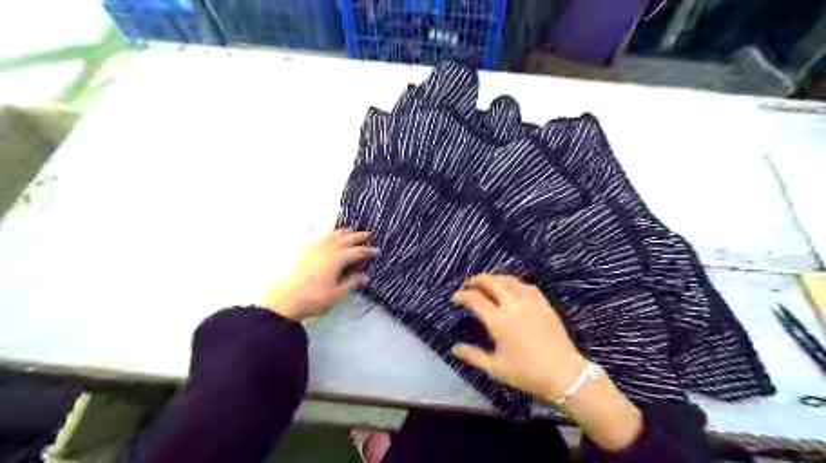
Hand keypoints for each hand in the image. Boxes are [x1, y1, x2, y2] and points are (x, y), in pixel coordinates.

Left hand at [260, 229, 379, 319]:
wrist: (287, 300)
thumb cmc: (314, 298)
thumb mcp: (337, 293)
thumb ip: (351, 282)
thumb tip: (365, 276)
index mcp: (337, 259)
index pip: (357, 251)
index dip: (368, 251)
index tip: (377, 251)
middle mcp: (327, 249)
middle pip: (346, 239)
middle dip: (358, 236)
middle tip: (368, 234)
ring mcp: (314, 248)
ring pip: (332, 236)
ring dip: (344, 233)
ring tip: (351, 231)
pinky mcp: (305, 251)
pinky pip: (320, 238)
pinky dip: (329, 235)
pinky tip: (329, 237)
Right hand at [451, 275, 586, 401]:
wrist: (563, 374)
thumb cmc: (526, 373)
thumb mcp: (495, 367)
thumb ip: (473, 355)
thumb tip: (454, 348)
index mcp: (498, 321)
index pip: (475, 299)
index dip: (462, 296)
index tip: (456, 299)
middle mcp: (512, 305)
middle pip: (492, 282)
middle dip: (477, 280)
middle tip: (469, 284)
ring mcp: (530, 302)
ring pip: (509, 281)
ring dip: (495, 278)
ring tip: (488, 283)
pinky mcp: (543, 304)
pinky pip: (526, 286)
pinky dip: (515, 283)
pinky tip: (512, 289)